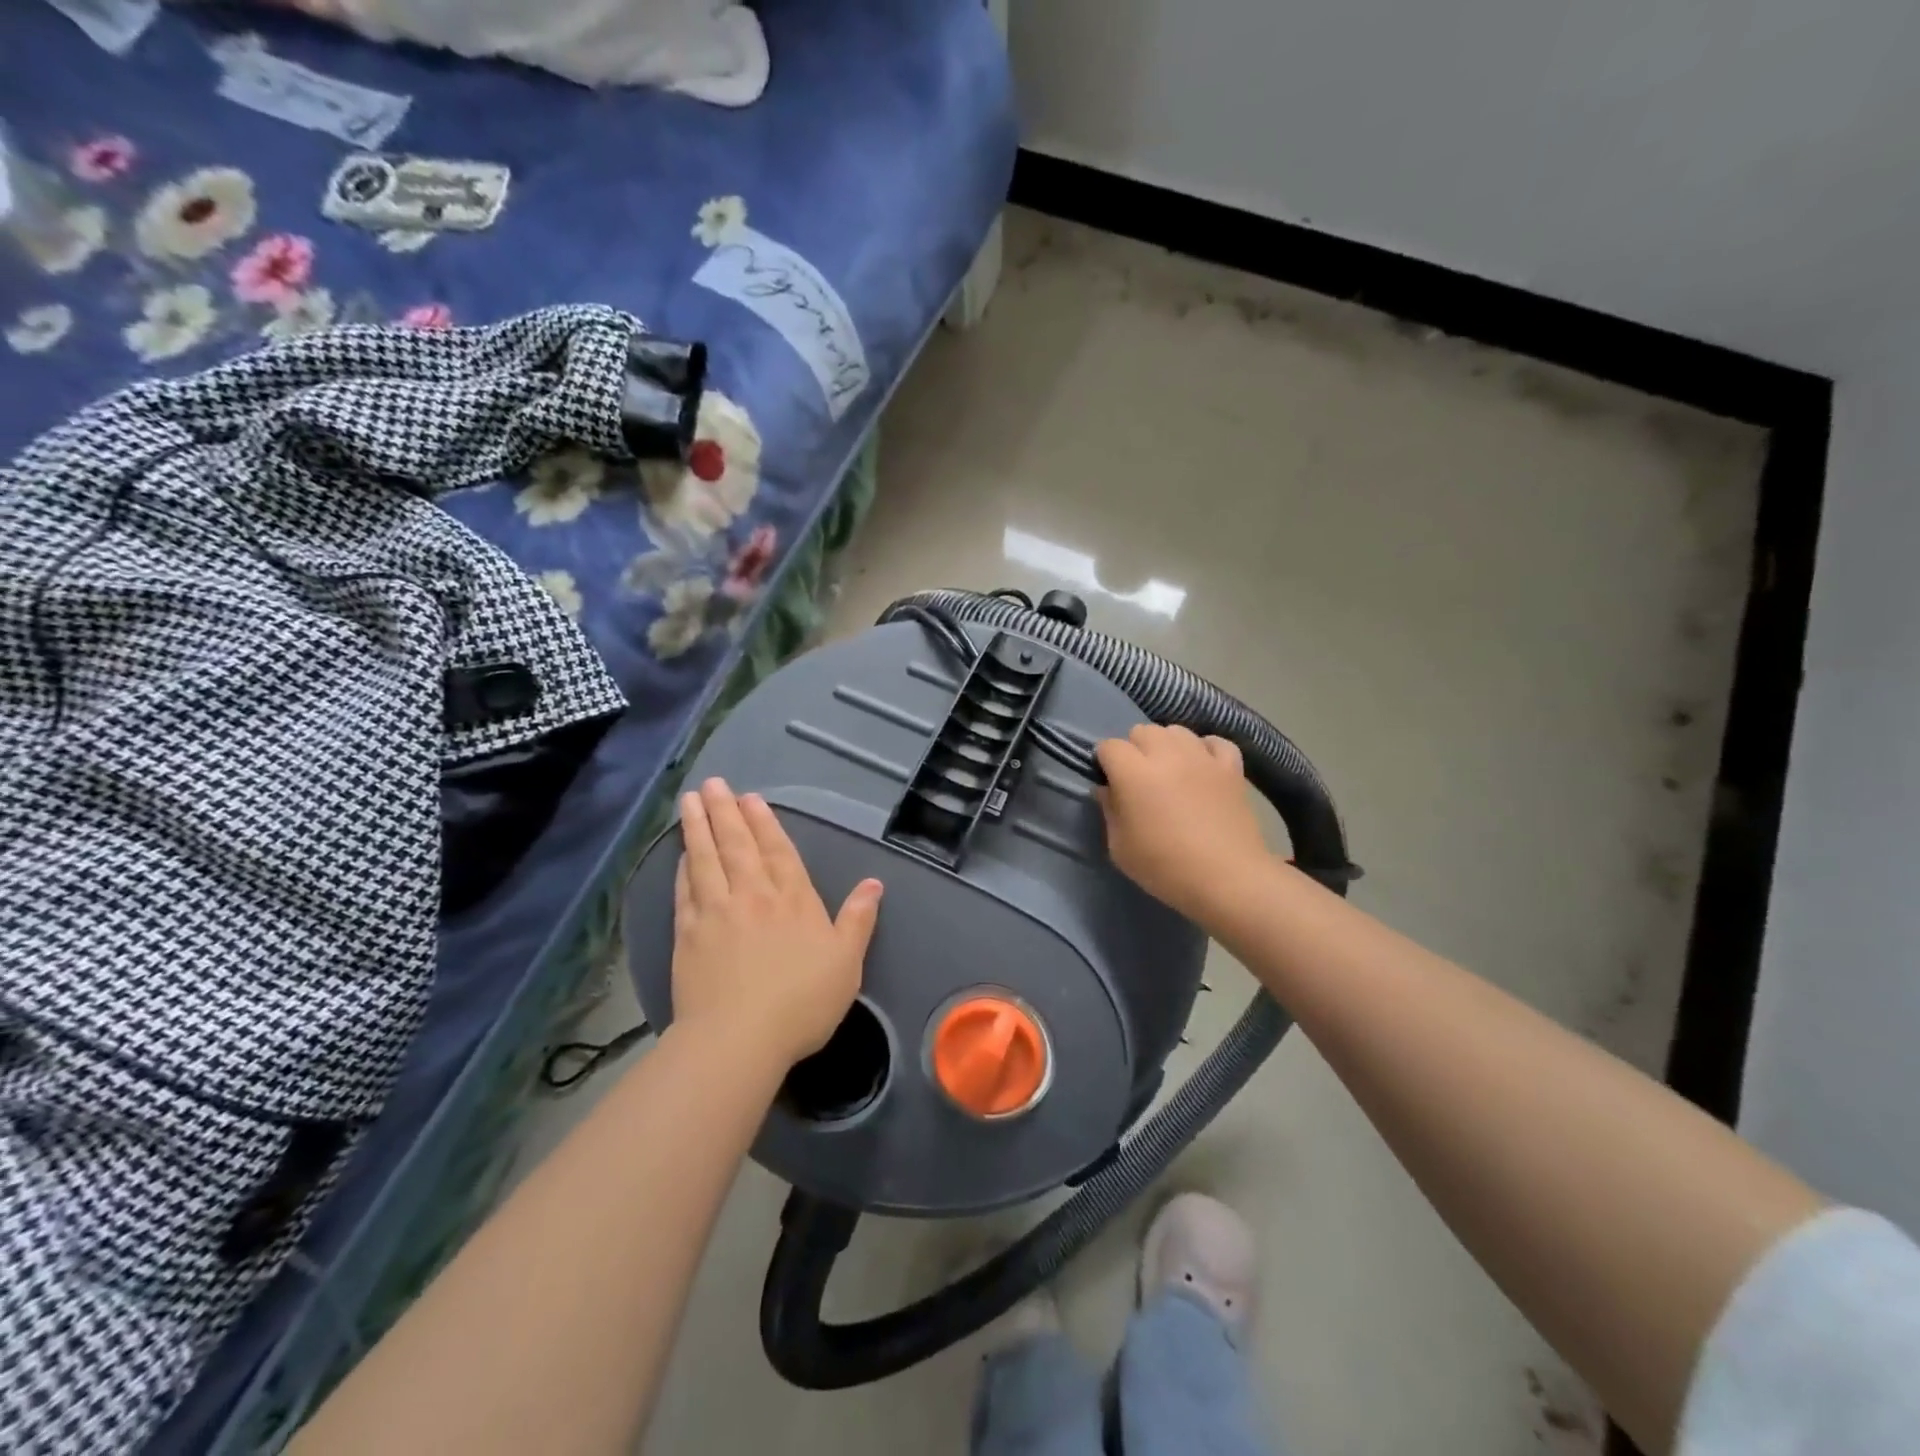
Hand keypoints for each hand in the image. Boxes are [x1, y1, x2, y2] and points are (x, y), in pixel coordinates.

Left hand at [671, 778, 882, 1068]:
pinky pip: (685, 891)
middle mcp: (753, 895)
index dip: (764, 822)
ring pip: (706, 859)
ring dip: (698, 827)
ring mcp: (716, 912)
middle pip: (738, 845)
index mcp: (793, 899)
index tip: (751, 798)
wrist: (738, 1038)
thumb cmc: (802, 1002)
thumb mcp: (847, 962)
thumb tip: (873, 883)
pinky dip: (682, 868)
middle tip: (713, 784)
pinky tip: (681, 855)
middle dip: (726, 812)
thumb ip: (858, 919)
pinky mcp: (687, 935)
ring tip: (690, 800)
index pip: (778, 850)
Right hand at [1094, 724, 1271, 922]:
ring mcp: (1202, 757)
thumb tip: (1108, 790)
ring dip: (1167, 745)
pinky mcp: (1231, 767)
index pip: (1109, 746)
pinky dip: (1205, 749)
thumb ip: (1109, 811)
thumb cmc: (1165, 867)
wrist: (1228, 879)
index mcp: (1134, 772)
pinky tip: (1203, 767)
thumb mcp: (1119, 848)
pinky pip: (1215, 742)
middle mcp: (1167, 754)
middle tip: (1139, 778)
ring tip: (1171, 771)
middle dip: (1135, 749)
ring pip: (1177, 730)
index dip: (1105, 762)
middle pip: (1142, 731)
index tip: (1109, 783)